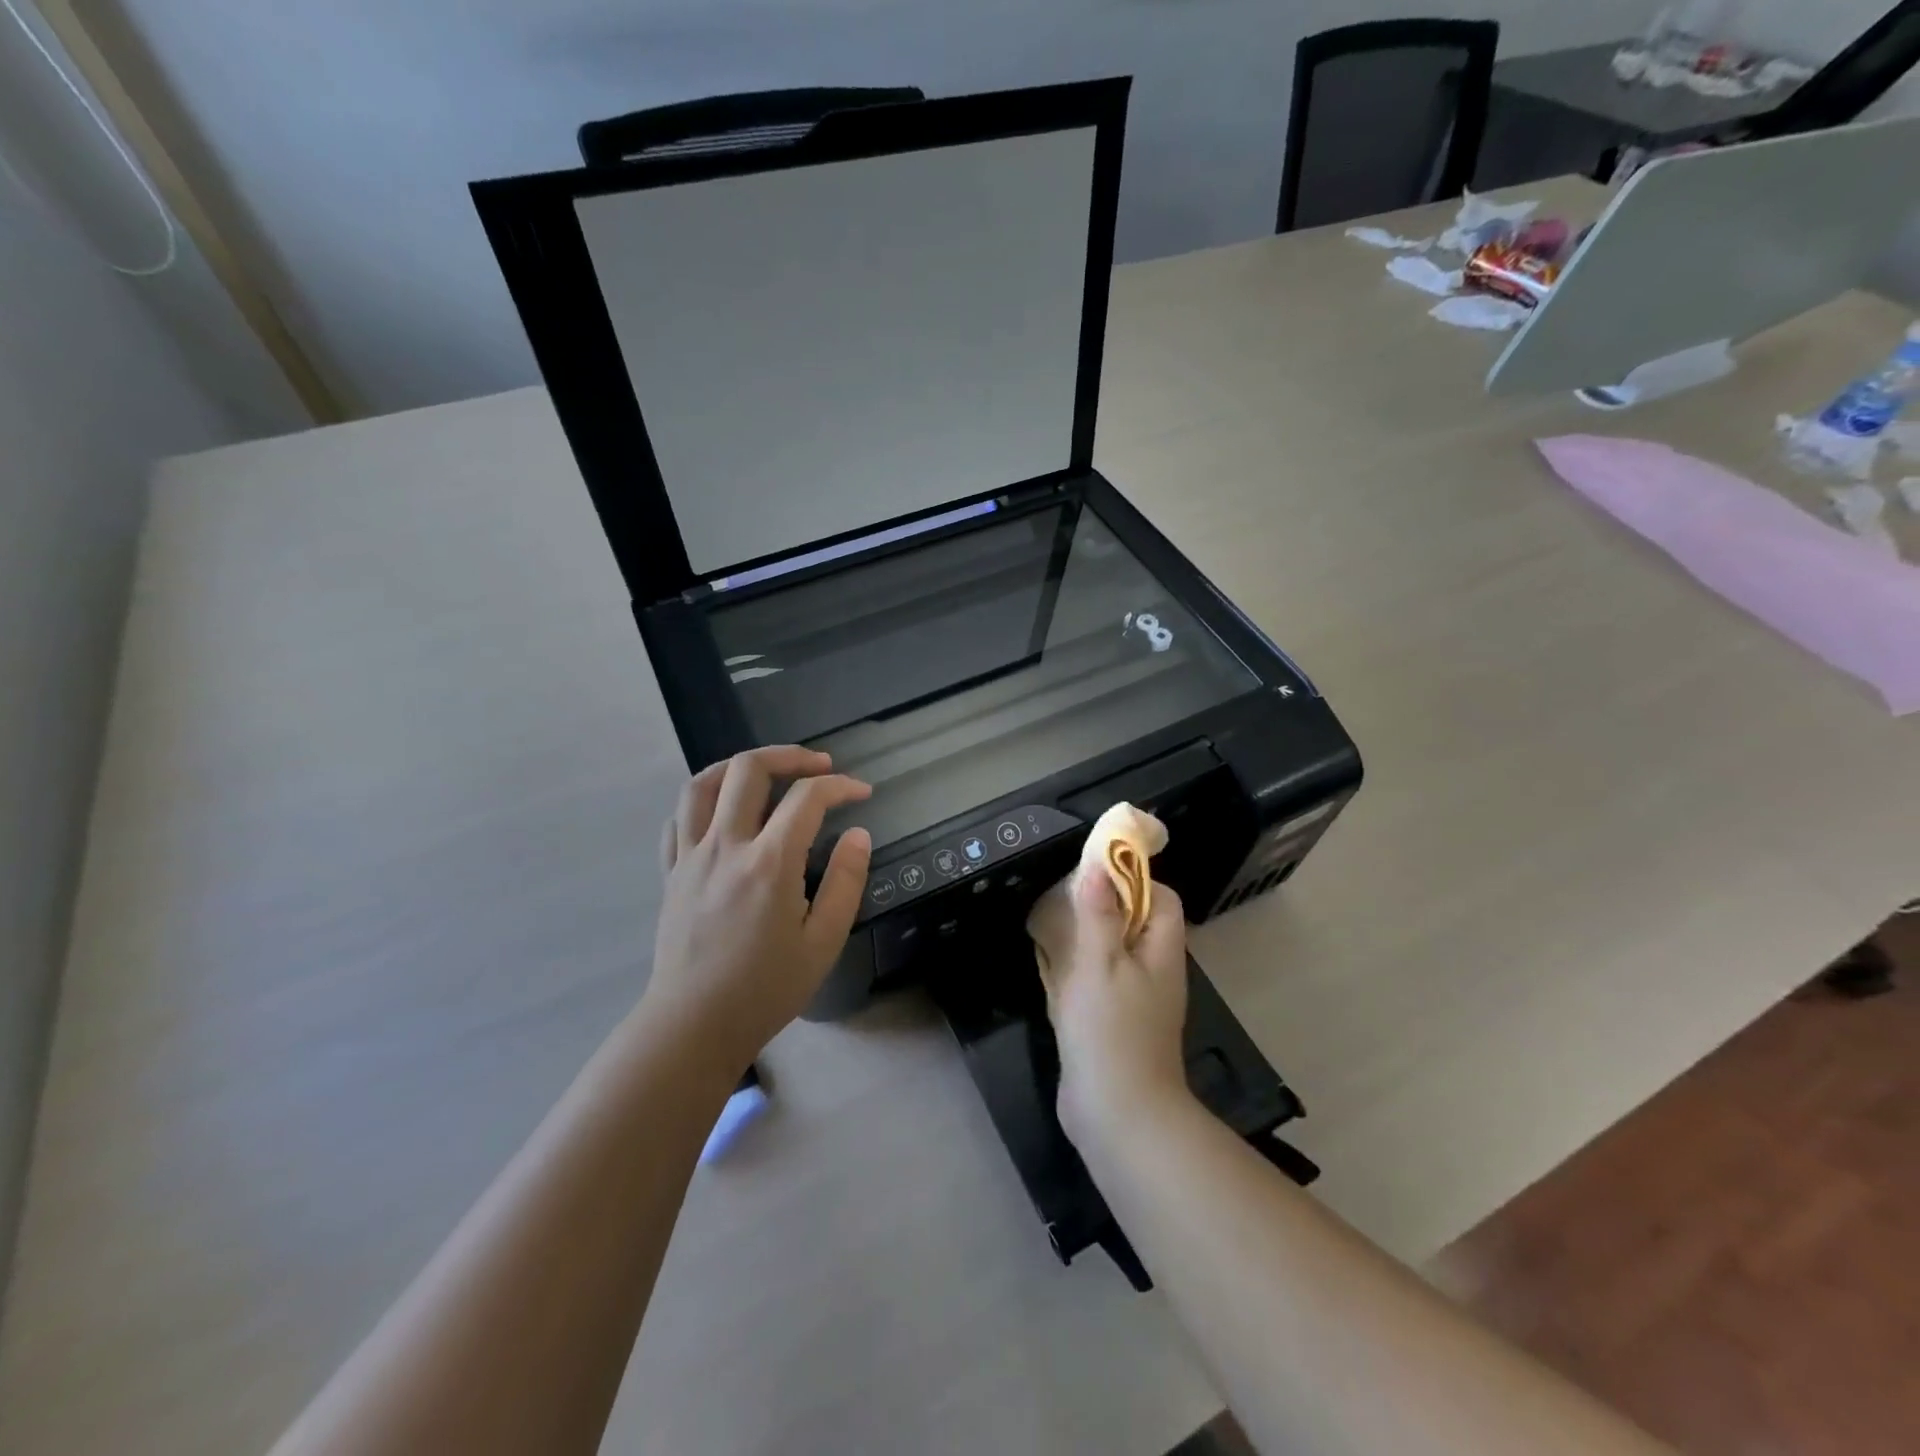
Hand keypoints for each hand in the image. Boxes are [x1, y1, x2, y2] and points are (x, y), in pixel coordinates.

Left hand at [645, 747, 871, 1068]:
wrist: (694, 1026)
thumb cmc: (765, 989)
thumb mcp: (823, 942)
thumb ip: (845, 882)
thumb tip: (858, 834)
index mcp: (769, 863)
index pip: (807, 798)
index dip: (840, 786)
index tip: (861, 794)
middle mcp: (726, 846)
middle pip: (749, 770)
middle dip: (791, 756)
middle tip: (819, 766)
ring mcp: (690, 856)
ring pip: (703, 783)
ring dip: (739, 766)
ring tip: (767, 771)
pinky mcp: (670, 872)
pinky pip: (678, 818)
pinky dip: (703, 800)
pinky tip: (722, 811)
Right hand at [1027, 869, 1190, 1148]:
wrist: (1118, 1115)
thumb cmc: (1110, 1029)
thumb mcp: (1100, 962)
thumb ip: (1099, 913)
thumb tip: (1099, 865)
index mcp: (1161, 952)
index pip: (1162, 899)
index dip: (1133, 879)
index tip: (1095, 873)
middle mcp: (1155, 973)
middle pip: (1134, 924)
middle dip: (1101, 907)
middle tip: (1063, 899)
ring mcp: (1135, 1003)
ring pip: (1112, 955)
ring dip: (1084, 940)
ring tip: (1049, 928)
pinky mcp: (1113, 1027)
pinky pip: (1097, 986)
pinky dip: (1076, 973)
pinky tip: (1049, 972)